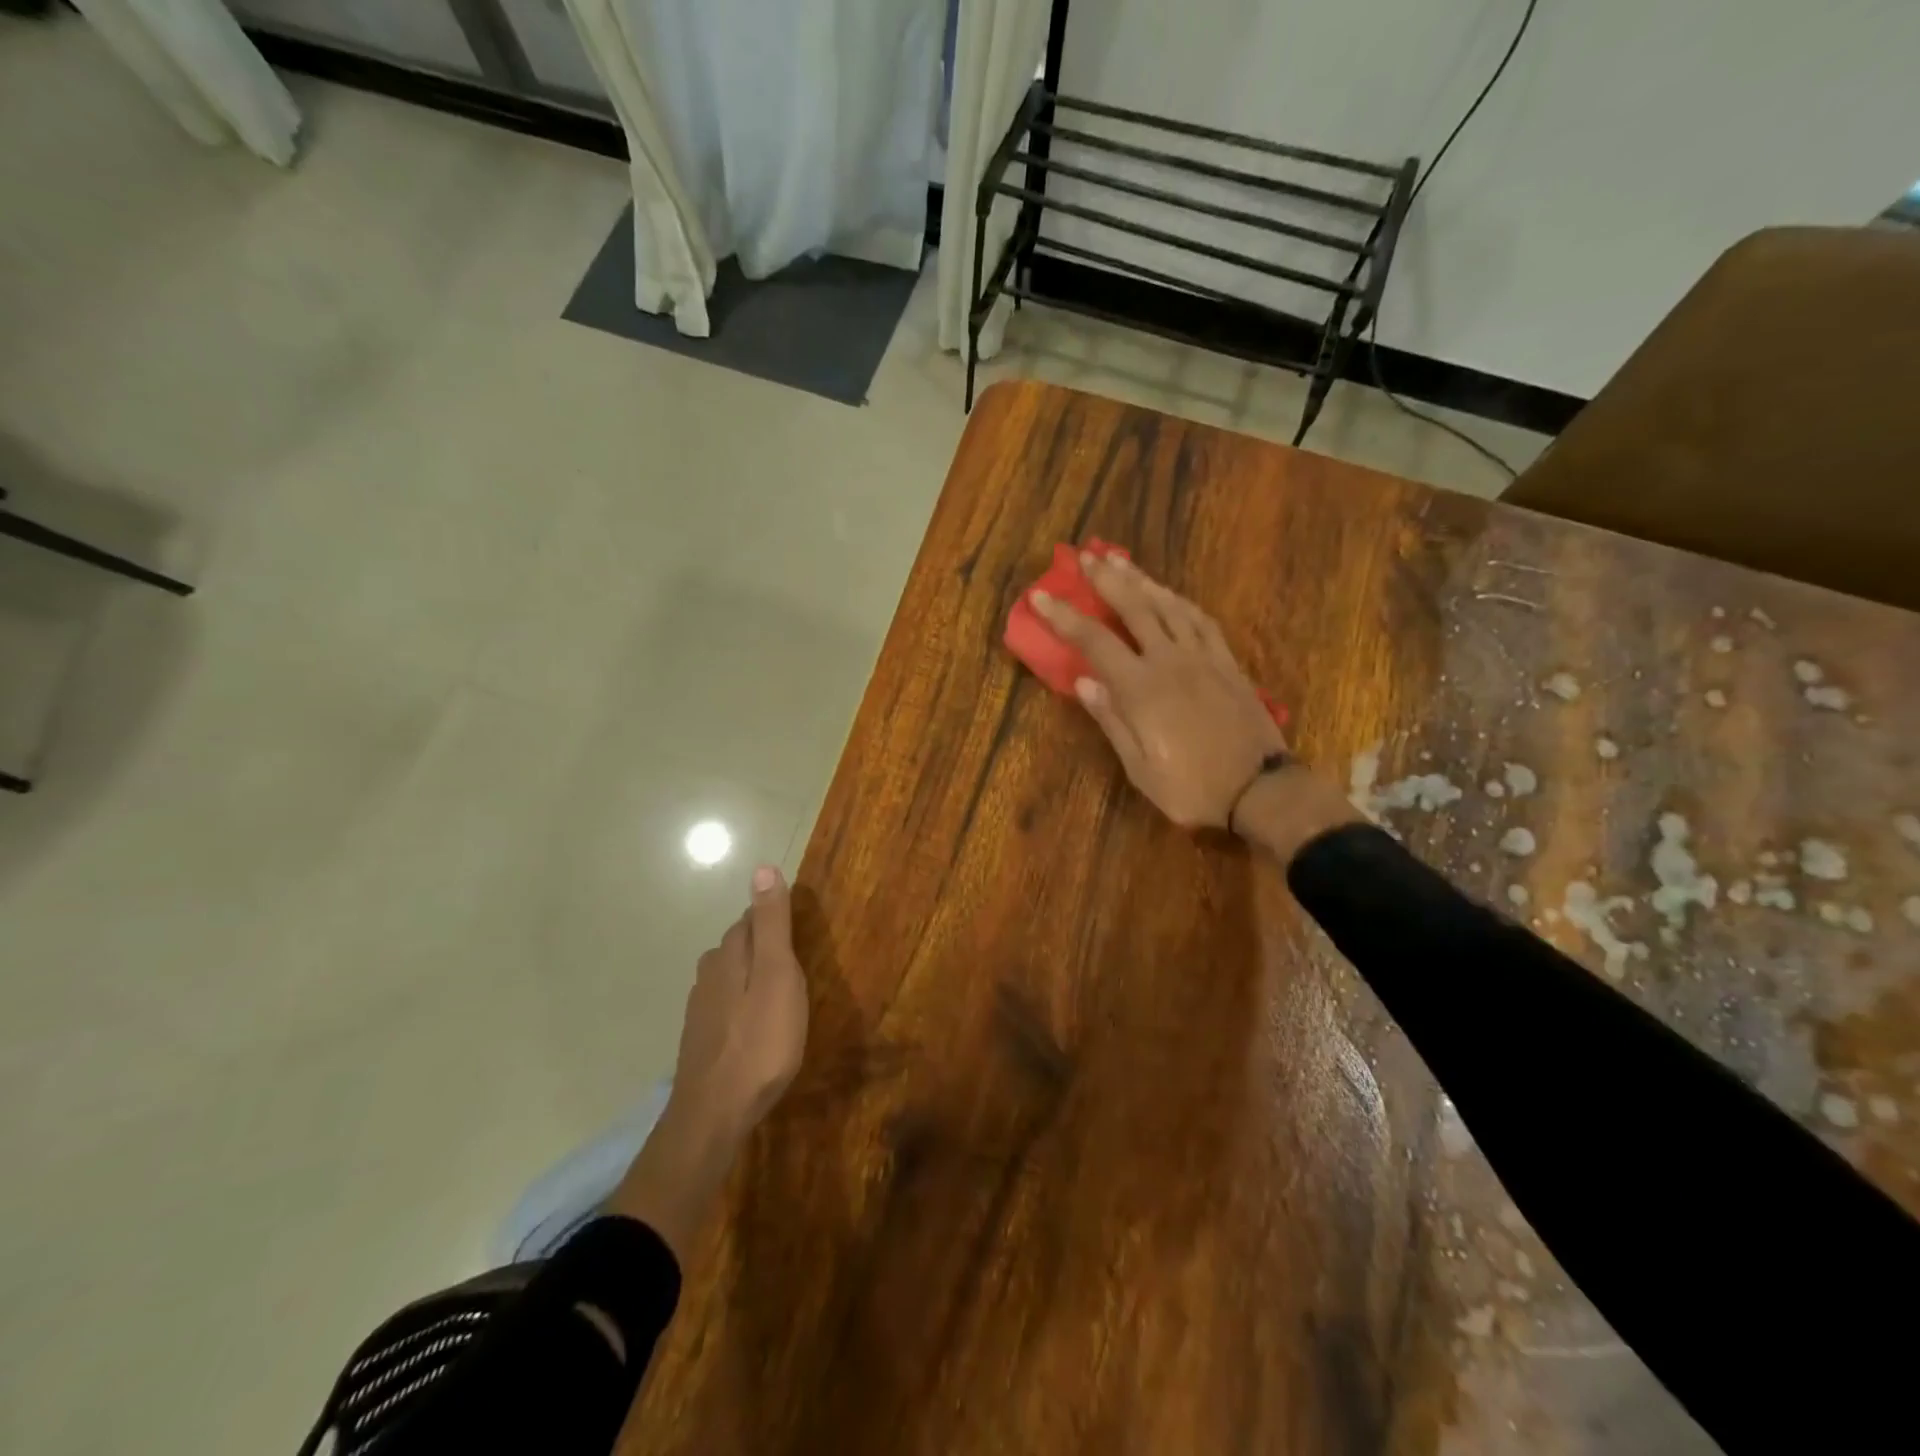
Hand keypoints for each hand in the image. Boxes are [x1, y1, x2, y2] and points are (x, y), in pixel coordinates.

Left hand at [669, 865, 809, 1139]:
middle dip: (764, 945)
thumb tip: (762, 867)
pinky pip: (725, 1004)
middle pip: (739, 944)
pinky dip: (743, 1004)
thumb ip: (772, 924)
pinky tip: (756, 1024)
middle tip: (798, 962)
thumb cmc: (761, 1041)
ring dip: (753, 976)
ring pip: (730, 975)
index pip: (752, 918)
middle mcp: (710, 972)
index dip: (776, 919)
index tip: (801, 931)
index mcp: (730, 953)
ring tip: (781, 993)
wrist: (714, 1113)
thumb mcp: (779, 976)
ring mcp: (701, 1007)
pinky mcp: (700, 1036)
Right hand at [1032, 552, 1287, 828]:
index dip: (1065, 616)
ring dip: (1143, 581)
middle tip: (1086, 555)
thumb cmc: (1191, 788)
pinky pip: (1201, 620)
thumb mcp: (1140, 767)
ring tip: (1121, 561)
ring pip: (1169, 606)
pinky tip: (1170, 594)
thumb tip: (1084, 682)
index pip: (1094, 641)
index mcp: (1141, 689)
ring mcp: (1203, 658)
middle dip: (1107, 580)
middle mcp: (1171, 662)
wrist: (1260, 791)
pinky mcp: (1228, 663)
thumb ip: (1112, 720)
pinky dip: (1180, 601)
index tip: (1040, 594)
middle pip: (1134, 608)